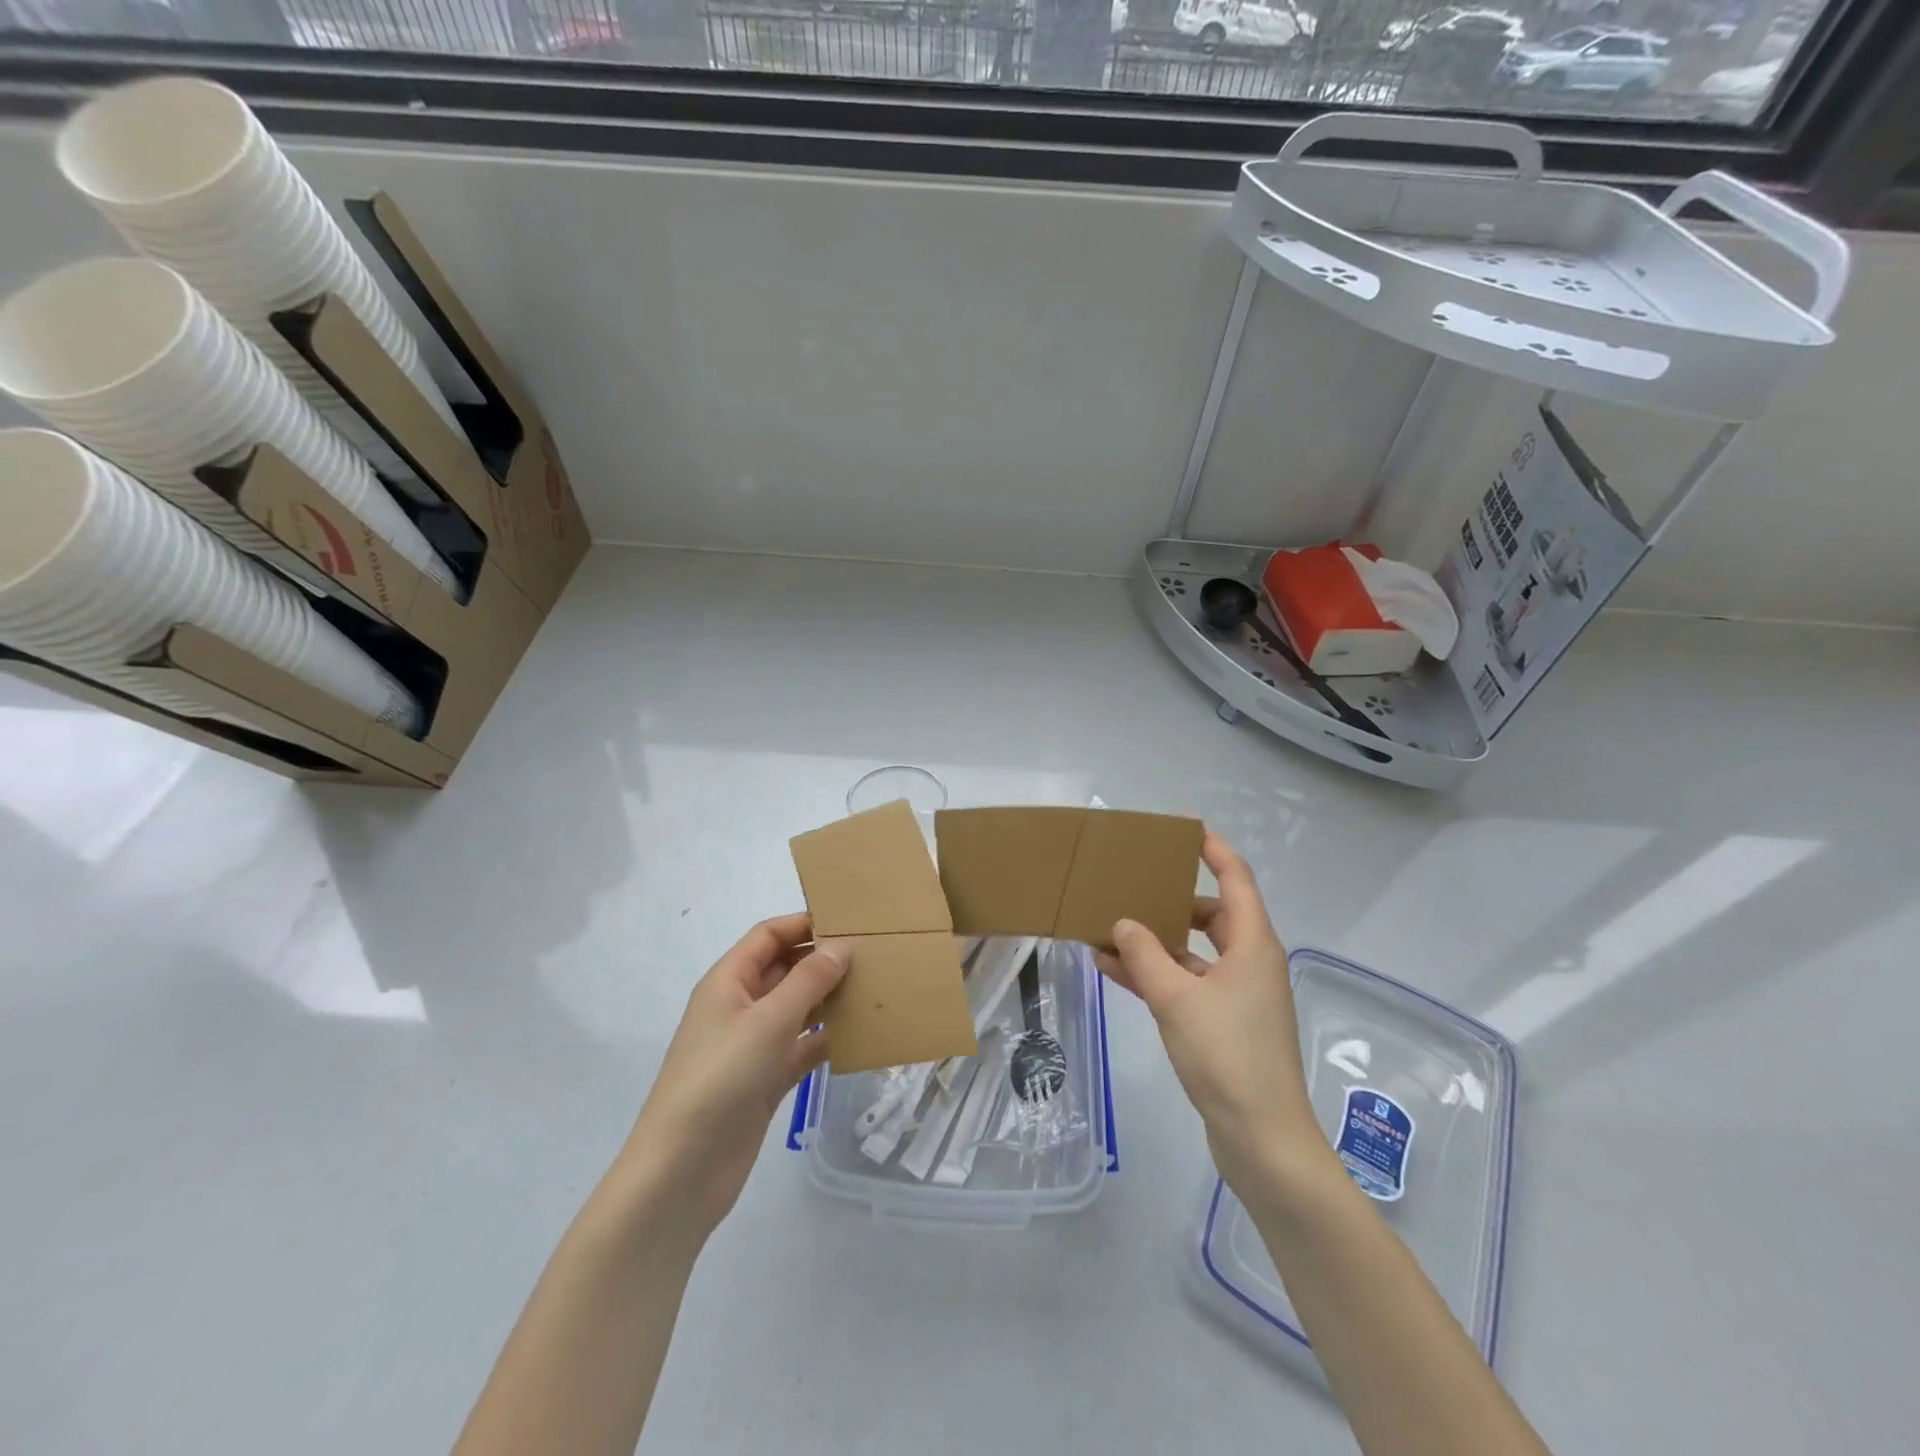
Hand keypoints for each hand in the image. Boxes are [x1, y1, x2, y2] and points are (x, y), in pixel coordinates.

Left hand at [619, 914, 847, 1240]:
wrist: (683, 1170)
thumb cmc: (721, 1078)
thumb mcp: (768, 1020)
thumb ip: (809, 980)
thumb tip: (842, 946)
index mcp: (728, 981)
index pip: (769, 935)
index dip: (804, 923)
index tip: (850, 921)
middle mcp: (740, 1006)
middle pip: (785, 969)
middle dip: (824, 960)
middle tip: (873, 955)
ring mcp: (753, 1045)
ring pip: (798, 1008)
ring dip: (830, 999)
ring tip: (876, 988)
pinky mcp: (766, 1079)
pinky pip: (802, 1047)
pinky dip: (828, 1039)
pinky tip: (862, 1035)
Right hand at [1096, 833, 1325, 1193]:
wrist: (1262, 1139)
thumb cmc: (1226, 1055)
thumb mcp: (1176, 998)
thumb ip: (1144, 954)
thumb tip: (1124, 922)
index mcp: (1253, 945)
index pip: (1236, 879)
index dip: (1214, 850)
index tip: (1184, 829)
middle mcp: (1250, 963)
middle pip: (1211, 915)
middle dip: (1172, 899)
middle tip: (1134, 882)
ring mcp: (1239, 996)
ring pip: (1193, 953)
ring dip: (1154, 942)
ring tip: (1107, 928)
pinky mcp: (1225, 1025)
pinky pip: (1186, 985)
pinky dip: (1156, 976)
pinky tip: (1112, 970)